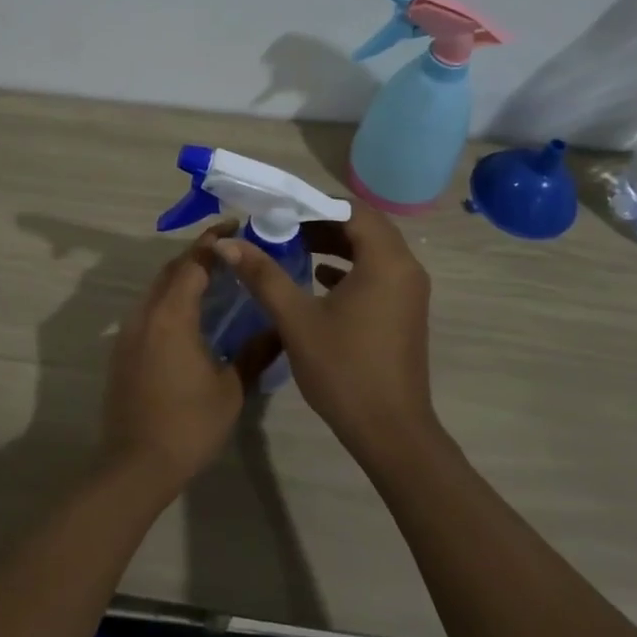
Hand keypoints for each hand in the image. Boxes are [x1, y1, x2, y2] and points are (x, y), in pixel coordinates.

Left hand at [99, 226, 270, 495]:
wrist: (136, 465)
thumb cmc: (189, 424)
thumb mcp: (231, 388)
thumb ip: (255, 352)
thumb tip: (279, 329)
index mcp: (171, 316)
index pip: (193, 263)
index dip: (213, 242)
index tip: (235, 226)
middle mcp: (145, 315)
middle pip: (170, 271)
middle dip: (198, 255)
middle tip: (230, 250)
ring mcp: (129, 333)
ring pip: (156, 290)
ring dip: (182, 278)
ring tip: (216, 280)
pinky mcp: (122, 351)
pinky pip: (148, 311)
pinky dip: (170, 301)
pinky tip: (192, 317)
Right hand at [215, 204, 440, 467]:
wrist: (390, 430)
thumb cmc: (343, 370)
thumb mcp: (296, 319)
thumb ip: (263, 275)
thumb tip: (227, 243)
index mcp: (386, 261)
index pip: (351, 210)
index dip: (312, 205)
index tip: (277, 209)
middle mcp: (406, 268)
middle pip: (364, 227)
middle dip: (321, 222)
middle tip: (281, 226)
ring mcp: (409, 291)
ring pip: (371, 250)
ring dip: (335, 245)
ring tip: (293, 247)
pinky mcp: (405, 311)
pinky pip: (377, 273)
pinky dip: (348, 268)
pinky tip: (317, 278)